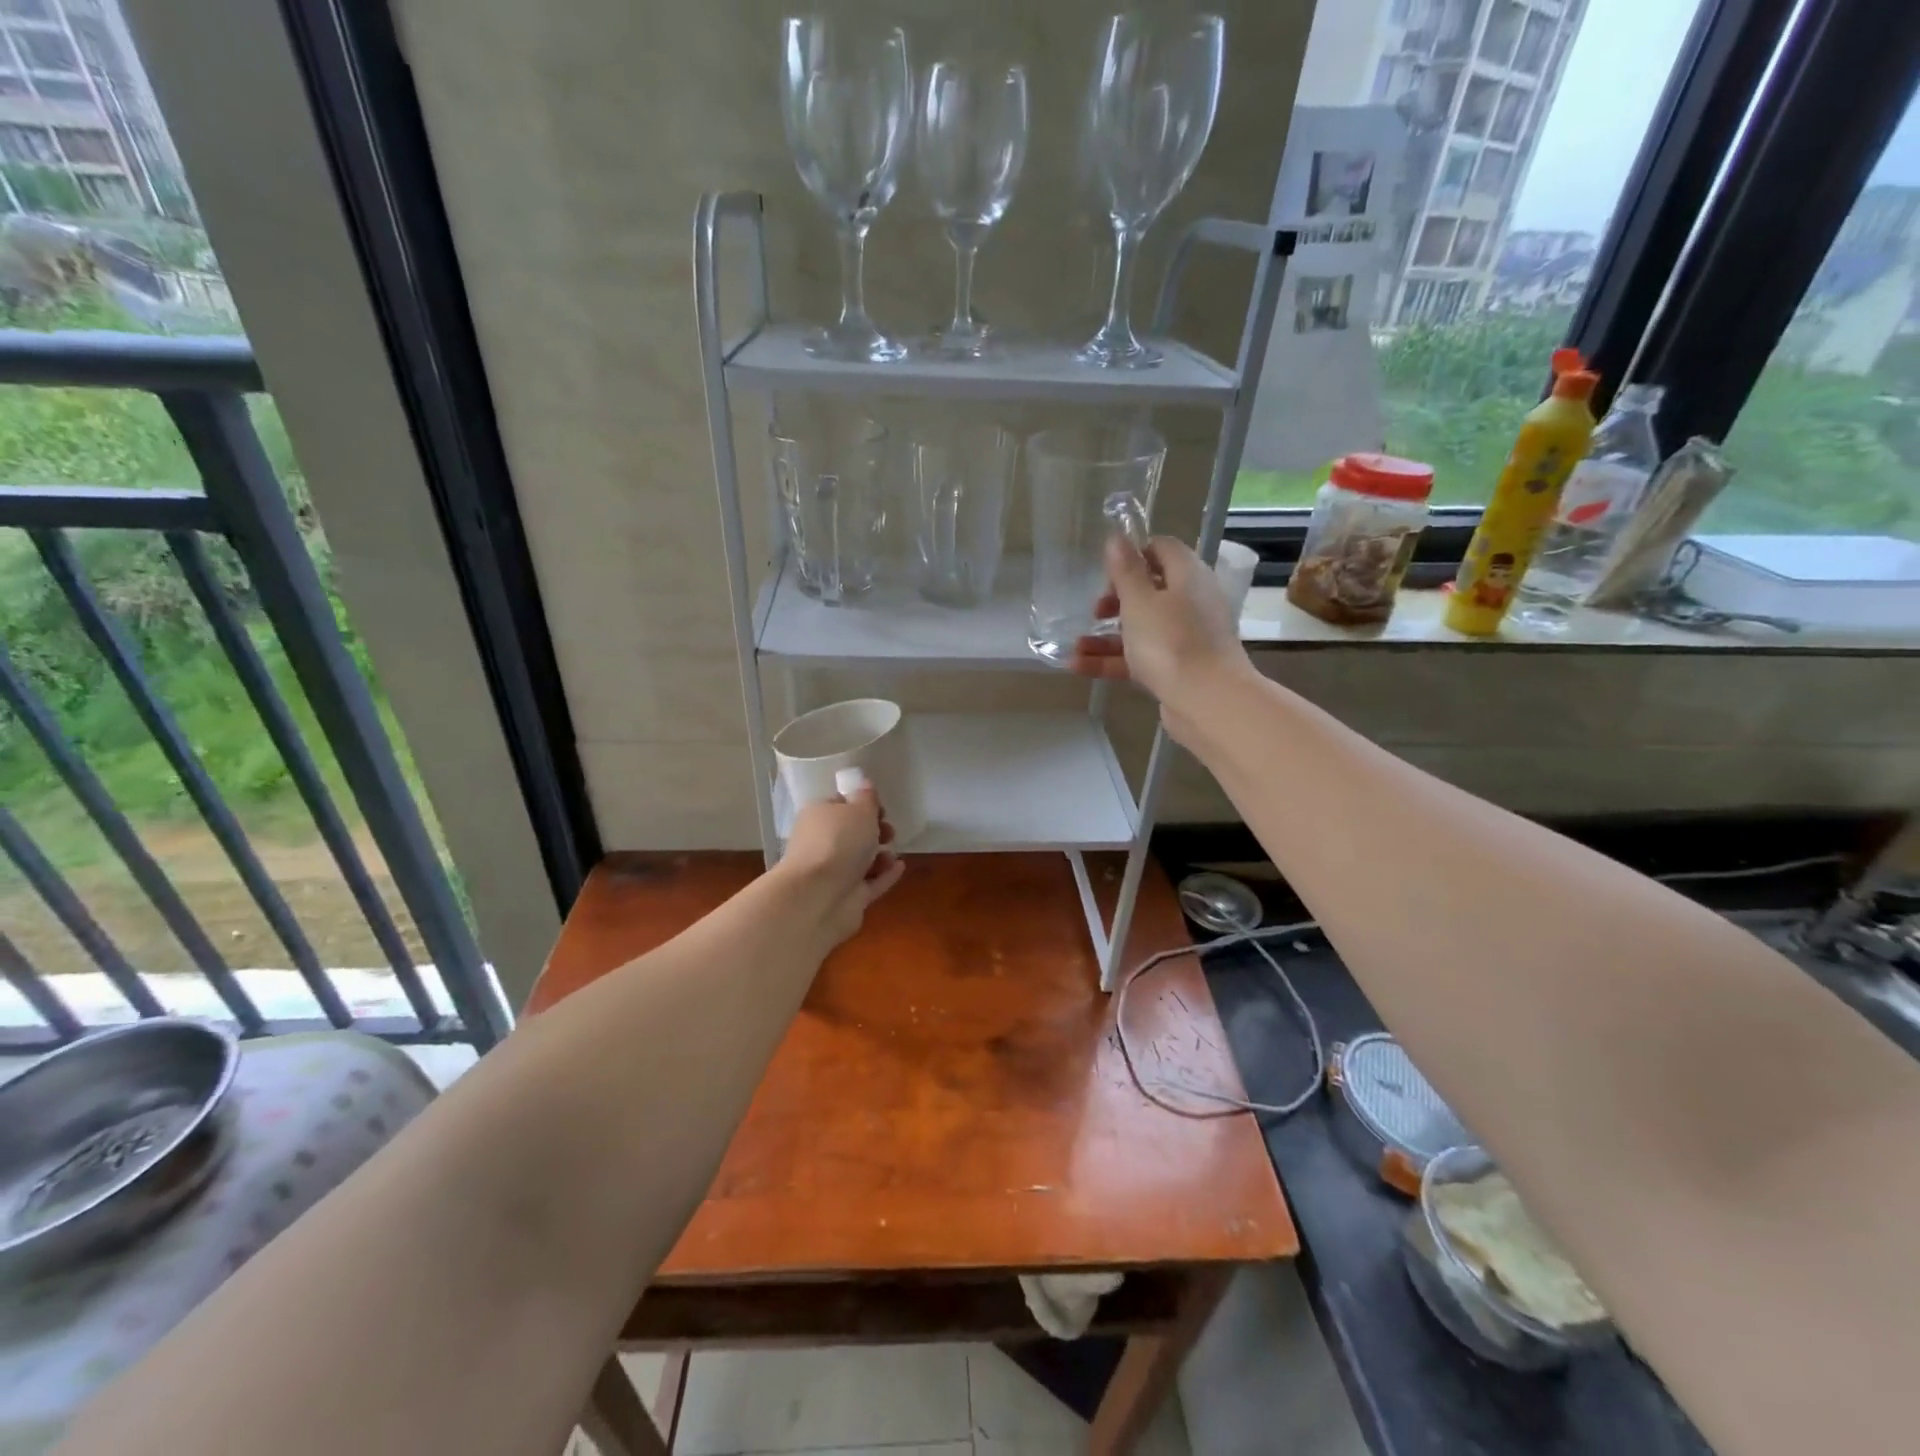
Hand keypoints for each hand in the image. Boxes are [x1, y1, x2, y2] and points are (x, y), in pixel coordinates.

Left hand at [779, 787, 904, 945]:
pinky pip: (869, 882)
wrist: (819, 897)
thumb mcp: (859, 810)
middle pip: (851, 834)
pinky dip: (884, 875)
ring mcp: (832, 873)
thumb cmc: (839, 842)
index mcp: (818, 816)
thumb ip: (867, 798)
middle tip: (890, 831)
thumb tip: (865, 784)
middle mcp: (821, 843)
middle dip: (874, 831)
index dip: (862, 804)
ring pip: (859, 860)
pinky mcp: (846, 898)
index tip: (881, 809)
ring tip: (894, 853)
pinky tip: (900, 866)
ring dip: (880, 855)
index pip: (840, 805)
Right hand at [1070, 535, 1251, 733]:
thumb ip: (1125, 571)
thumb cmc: (1170, 643)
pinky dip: (1113, 660)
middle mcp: (1190, 601)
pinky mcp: (1177, 667)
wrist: (1207, 701)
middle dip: (1116, 600)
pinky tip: (1079, 667)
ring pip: (1142, 628)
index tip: (1107, 573)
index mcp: (1187, 575)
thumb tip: (1117, 537)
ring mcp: (1185, 636)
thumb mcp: (1139, 602)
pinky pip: (1141, 656)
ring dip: (1106, 636)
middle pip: (1150, 590)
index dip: (1133, 555)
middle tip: (1096, 611)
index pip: (1161, 549)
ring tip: (1075, 647)